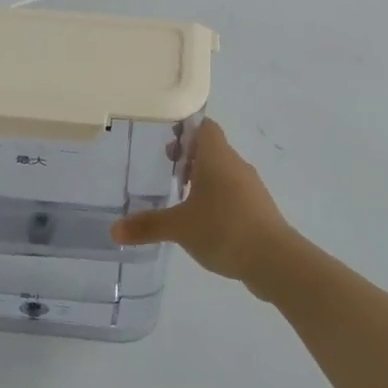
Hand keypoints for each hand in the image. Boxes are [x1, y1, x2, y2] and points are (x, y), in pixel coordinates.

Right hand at [110, 119, 291, 288]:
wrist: (274, 259)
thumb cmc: (223, 229)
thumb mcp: (179, 227)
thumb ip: (147, 226)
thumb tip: (113, 230)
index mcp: (217, 157)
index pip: (204, 128)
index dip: (186, 130)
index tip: (166, 142)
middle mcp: (236, 165)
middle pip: (212, 149)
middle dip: (190, 157)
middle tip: (167, 169)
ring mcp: (251, 188)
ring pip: (224, 173)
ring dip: (204, 180)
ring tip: (181, 197)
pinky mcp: (259, 210)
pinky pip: (234, 195)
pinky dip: (217, 200)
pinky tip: (203, 222)